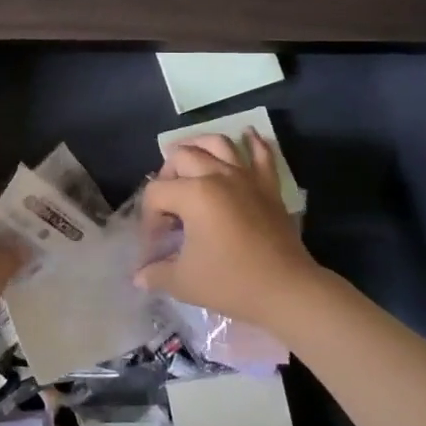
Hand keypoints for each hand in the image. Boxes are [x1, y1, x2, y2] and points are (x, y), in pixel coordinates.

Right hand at [134, 132, 323, 325]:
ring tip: (189, 155)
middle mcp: (218, 176)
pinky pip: (262, 154)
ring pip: (218, 144)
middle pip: (181, 157)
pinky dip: (253, 142)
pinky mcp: (268, 186)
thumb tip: (139, 276)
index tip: (155, 245)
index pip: (156, 193)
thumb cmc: (231, 283)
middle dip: (166, 175)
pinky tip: (247, 135)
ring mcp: (246, 177)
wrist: (286, 290)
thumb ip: (155, 273)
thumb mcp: (183, 282)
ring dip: (199, 144)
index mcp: (193, 194)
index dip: (148, 218)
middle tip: (167, 203)